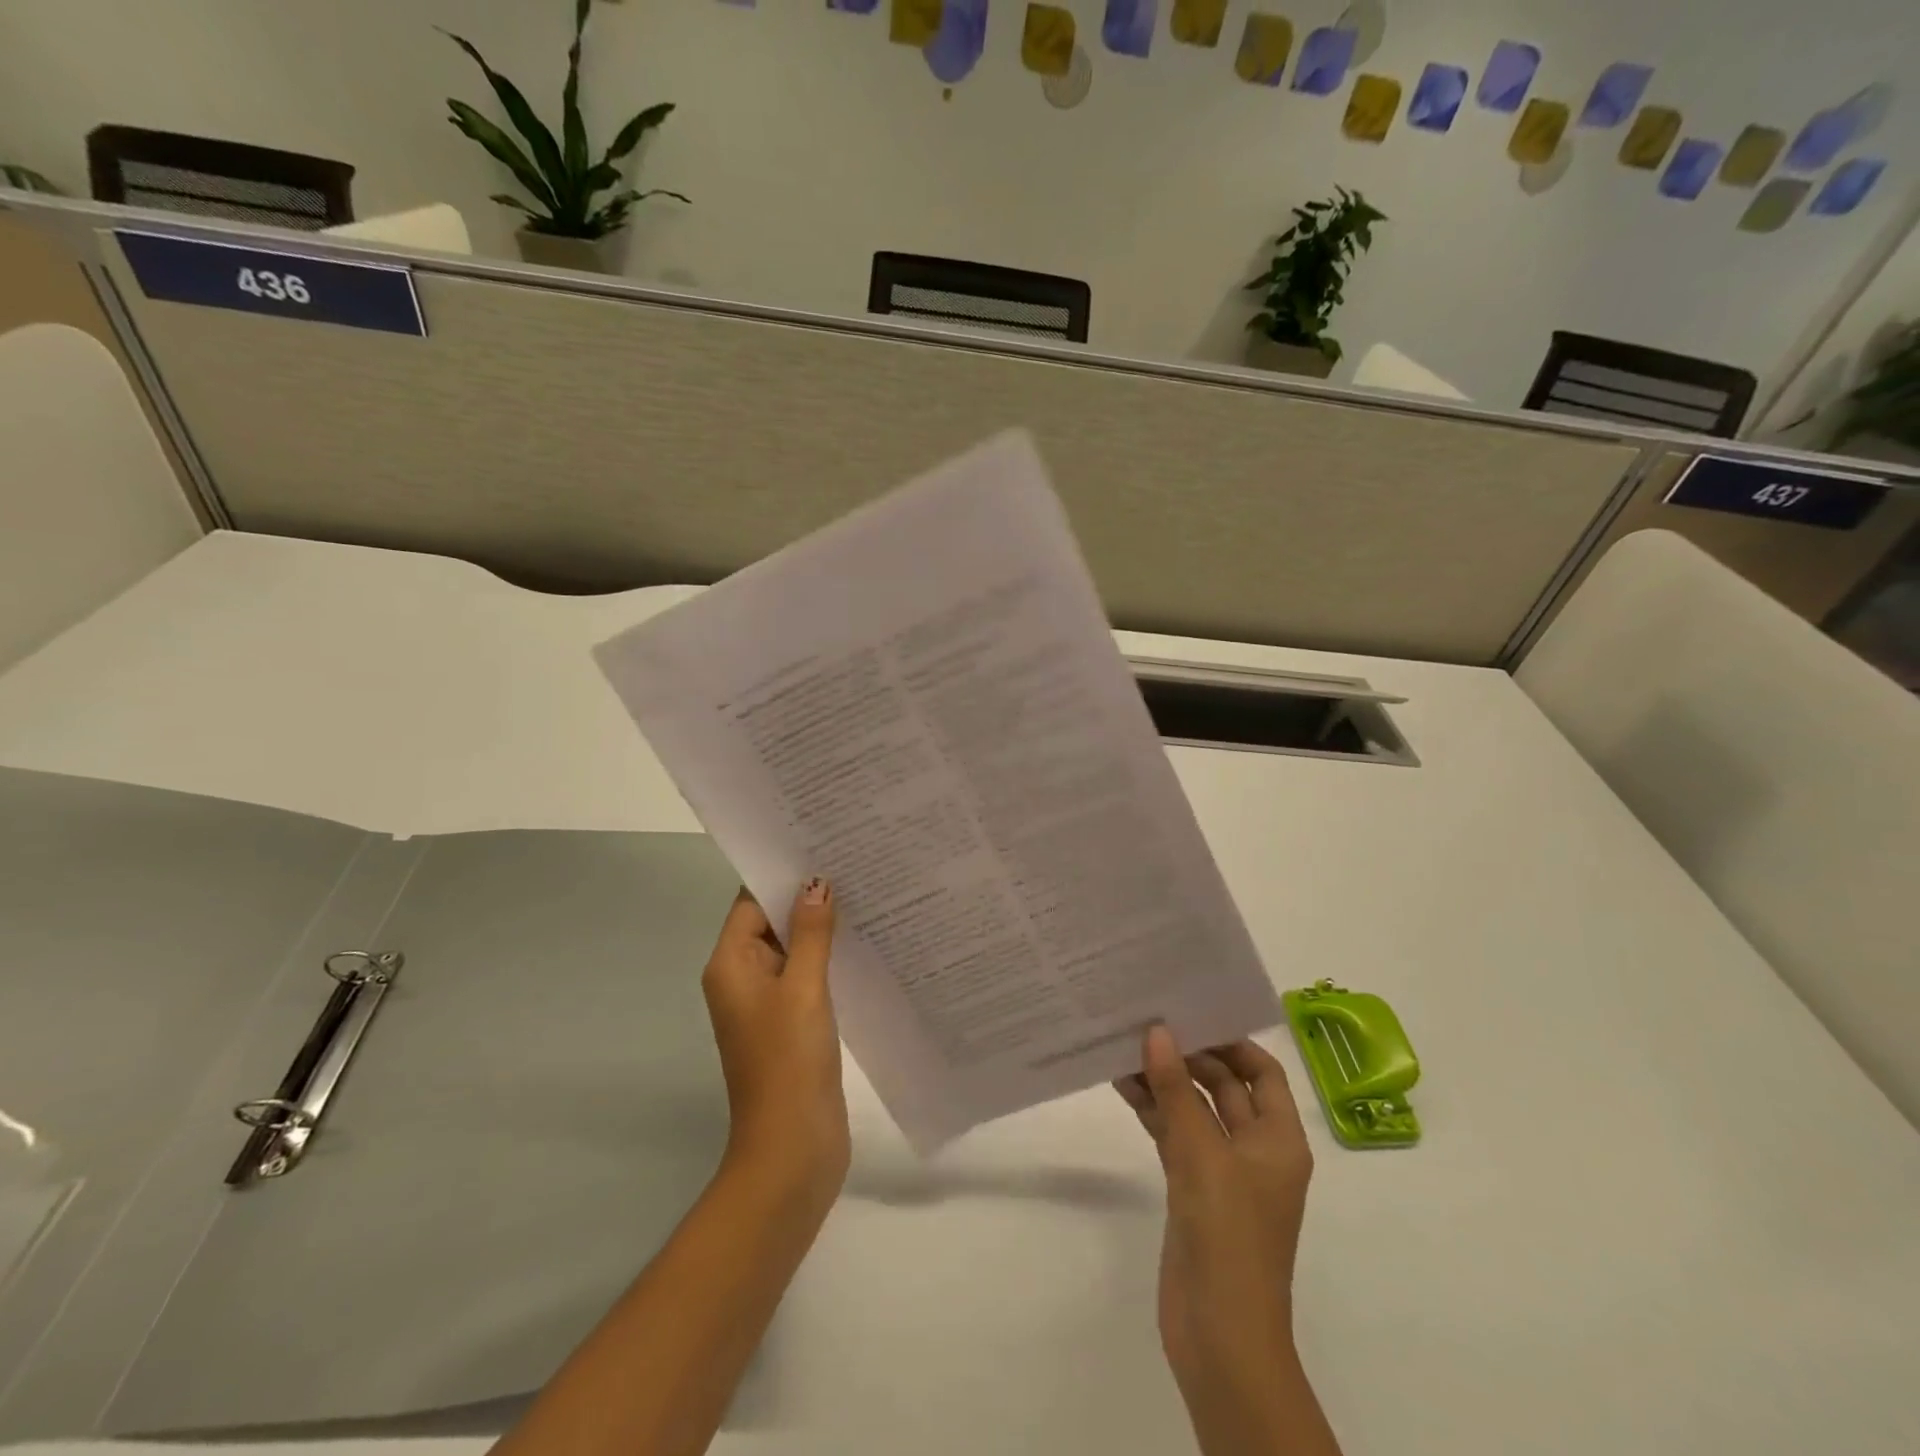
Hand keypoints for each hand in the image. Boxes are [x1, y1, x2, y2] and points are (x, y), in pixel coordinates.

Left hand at [702, 879, 849, 1207]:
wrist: (792, 1148)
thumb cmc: (789, 1061)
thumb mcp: (802, 988)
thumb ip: (810, 933)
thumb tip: (816, 883)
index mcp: (731, 965)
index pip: (752, 902)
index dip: (782, 873)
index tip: (820, 845)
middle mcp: (743, 979)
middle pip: (772, 922)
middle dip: (808, 896)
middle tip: (854, 861)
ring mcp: (769, 1003)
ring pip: (795, 949)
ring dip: (823, 927)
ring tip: (867, 892)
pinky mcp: (793, 1023)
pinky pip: (808, 976)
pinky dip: (830, 958)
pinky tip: (866, 942)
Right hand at [1115, 1027, 1315, 1430]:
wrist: (1219, 1336)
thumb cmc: (1228, 1238)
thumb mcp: (1203, 1156)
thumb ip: (1178, 1093)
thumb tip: (1158, 1032)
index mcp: (1278, 1140)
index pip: (1262, 1073)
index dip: (1232, 1041)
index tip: (1191, 1013)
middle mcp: (1254, 1149)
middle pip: (1225, 1087)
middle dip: (1189, 1057)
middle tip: (1146, 1022)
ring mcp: (1221, 1171)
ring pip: (1194, 1110)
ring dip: (1165, 1082)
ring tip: (1124, 1047)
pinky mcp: (1192, 1189)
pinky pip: (1174, 1135)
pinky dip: (1153, 1111)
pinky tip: (1123, 1086)